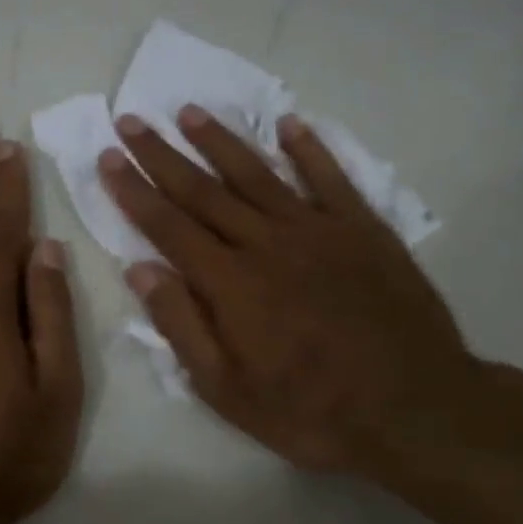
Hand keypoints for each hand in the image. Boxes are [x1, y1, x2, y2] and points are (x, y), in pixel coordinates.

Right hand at [99, 107, 500, 488]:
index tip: (107, 158)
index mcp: (230, 283)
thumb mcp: (228, 390)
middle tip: (131, 121)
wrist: (414, 409)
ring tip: (189, 113)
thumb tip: (140, 269)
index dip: (134, 191)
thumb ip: (182, 326)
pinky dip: (308, 148)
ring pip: (258, 174)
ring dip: (220, 141)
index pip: (168, 226)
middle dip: (162, 155)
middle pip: (204, 190)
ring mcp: (318, 230)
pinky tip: (289, 124)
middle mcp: (267, 243)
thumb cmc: (311, 411)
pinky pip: (330, 178)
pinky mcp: (364, 229)